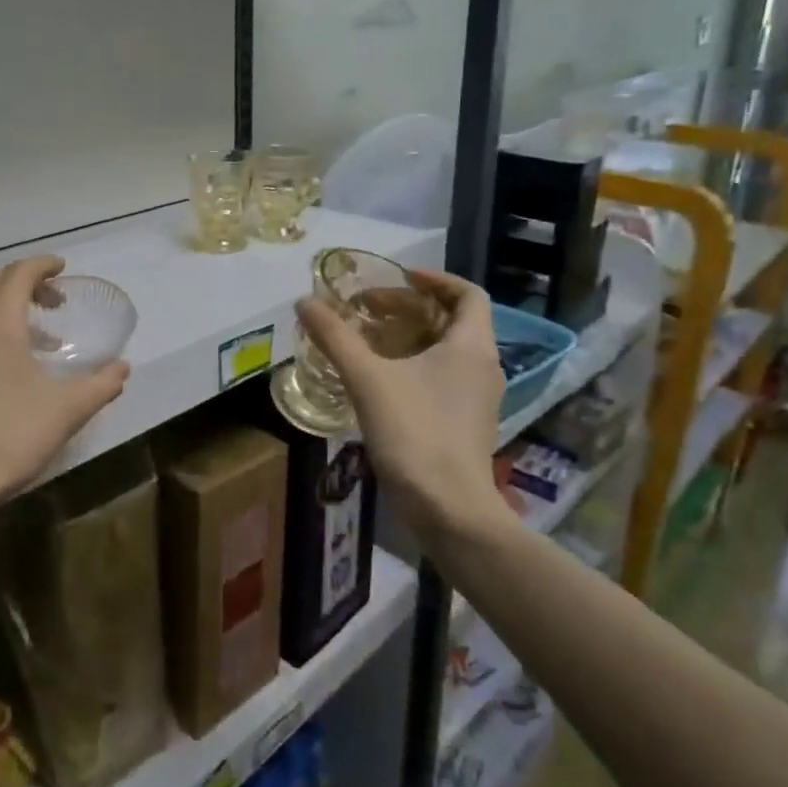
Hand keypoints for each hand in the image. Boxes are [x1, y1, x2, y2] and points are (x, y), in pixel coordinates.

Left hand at [0, 255, 129, 521]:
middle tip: (53, 301)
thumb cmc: (11, 438)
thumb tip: (123, 368)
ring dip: (5, 313)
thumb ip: (102, 384)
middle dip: (25, 284)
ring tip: (34, 342)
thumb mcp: (68, 410)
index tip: (62, 268)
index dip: (43, 265)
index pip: (19, 273)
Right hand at [296, 269, 509, 536]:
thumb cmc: (415, 433)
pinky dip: (416, 365)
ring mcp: (478, 398)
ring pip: (448, 351)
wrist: (448, 508)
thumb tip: (304, 301)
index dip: (436, 279)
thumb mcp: (367, 379)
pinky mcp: (466, 423)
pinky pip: (444, 378)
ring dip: (412, 337)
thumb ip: (335, 337)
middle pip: (454, 321)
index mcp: (471, 346)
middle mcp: (483, 366)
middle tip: (370, 308)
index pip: (468, 294)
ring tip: (370, 339)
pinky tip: (381, 379)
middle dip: (412, 308)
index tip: (399, 278)